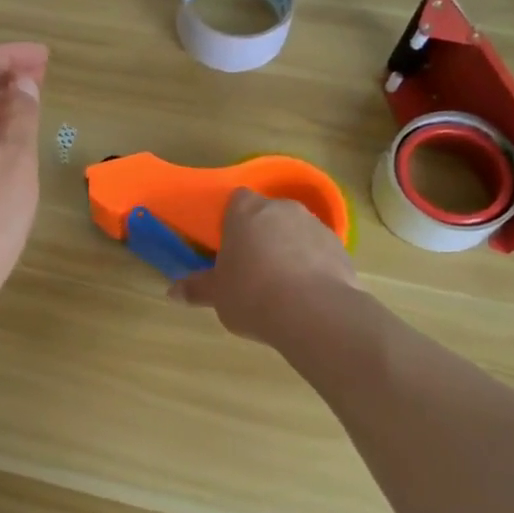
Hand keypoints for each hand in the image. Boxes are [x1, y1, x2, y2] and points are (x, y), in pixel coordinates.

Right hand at [169, 189, 360, 343]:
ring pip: (295, 232)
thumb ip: (197, 288)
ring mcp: (315, 225)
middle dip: (261, 235)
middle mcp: (282, 208)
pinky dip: (312, 265)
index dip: (232, 221)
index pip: (236, 200)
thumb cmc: (252, 294)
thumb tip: (172, 292)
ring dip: (289, 249)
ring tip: (281, 286)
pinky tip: (306, 294)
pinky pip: (319, 251)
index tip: (229, 246)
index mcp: (246, 211)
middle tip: (251, 268)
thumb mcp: (218, 295)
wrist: (314, 312)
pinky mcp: (341, 247)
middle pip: (268, 214)